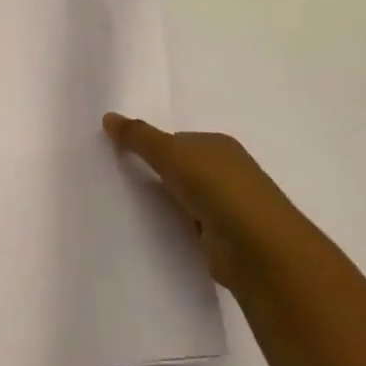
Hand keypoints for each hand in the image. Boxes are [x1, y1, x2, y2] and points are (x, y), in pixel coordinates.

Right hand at [104, 113, 295, 290]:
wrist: (258, 248)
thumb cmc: (218, 188)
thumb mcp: (172, 154)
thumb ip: (139, 137)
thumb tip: (108, 116)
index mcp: (219, 145)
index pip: (178, 140)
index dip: (152, 146)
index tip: (122, 157)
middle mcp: (228, 172)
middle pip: (182, 169)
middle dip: (157, 175)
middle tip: (120, 182)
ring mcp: (229, 206)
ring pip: (186, 199)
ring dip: (166, 204)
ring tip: (130, 208)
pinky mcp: (225, 238)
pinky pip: (191, 226)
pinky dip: (177, 227)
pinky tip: (156, 231)